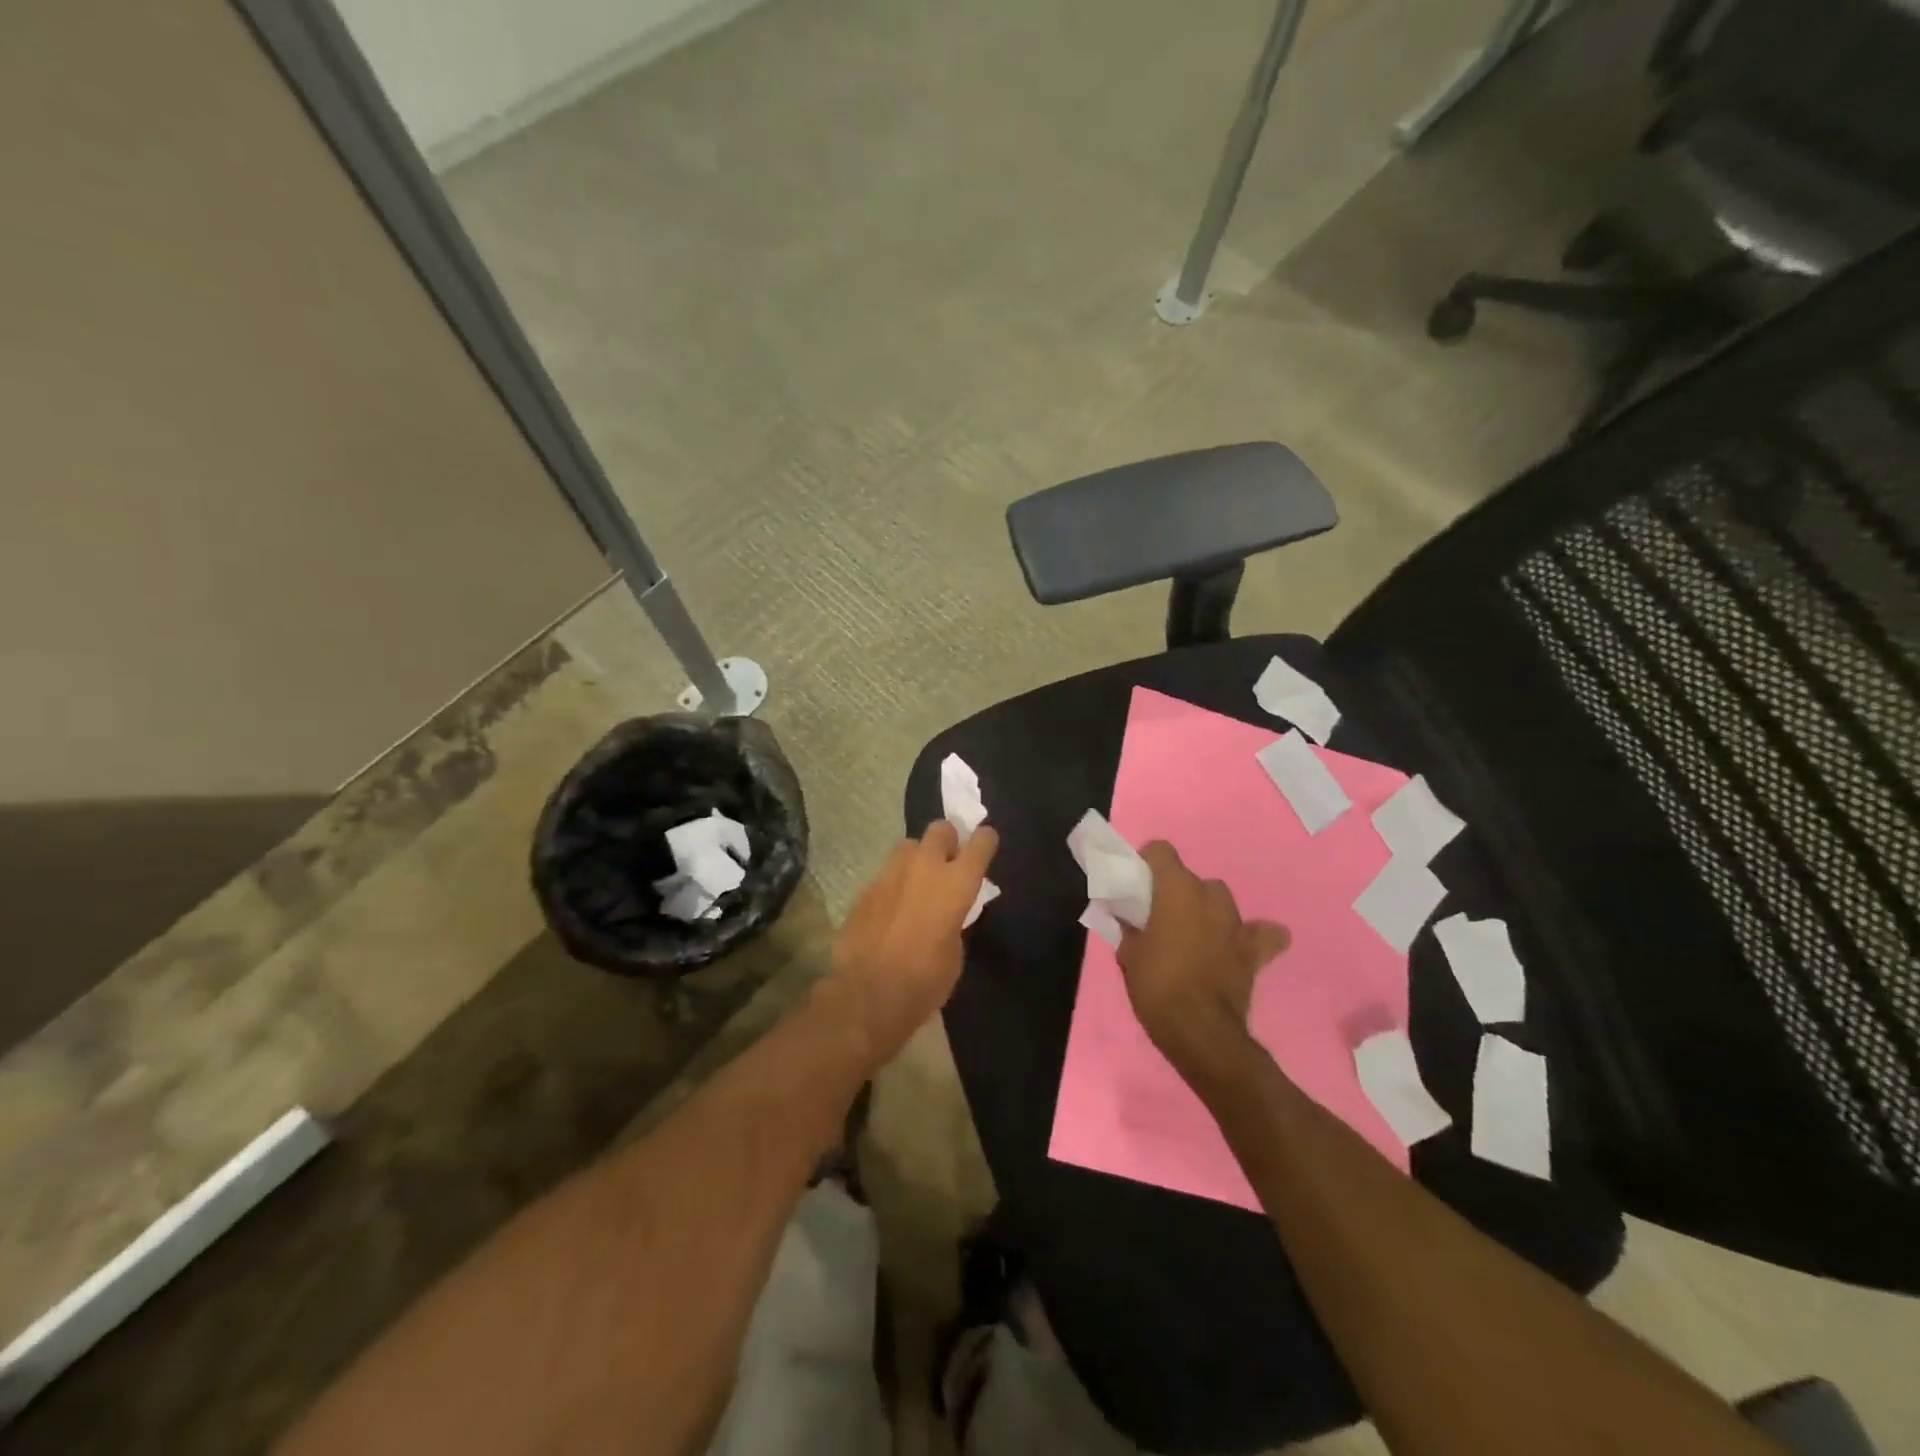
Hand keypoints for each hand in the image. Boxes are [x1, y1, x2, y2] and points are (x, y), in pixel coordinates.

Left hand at [825, 820, 999, 1070]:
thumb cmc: (925, 981)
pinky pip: (886, 874)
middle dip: (947, 840)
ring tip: (917, 883)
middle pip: (940, 829)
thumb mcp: (955, 953)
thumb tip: (949, 913)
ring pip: (908, 846)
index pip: (980, 843)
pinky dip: (893, 885)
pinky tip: (891, 909)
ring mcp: (890, 874)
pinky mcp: (865, 889)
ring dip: (917, 858)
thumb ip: (955, 920)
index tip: (986, 843)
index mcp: (956, 884)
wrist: (867, 995)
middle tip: (948, 861)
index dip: (985, 840)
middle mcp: (924, 868)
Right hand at [1118, 842, 1288, 1079]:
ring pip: (1220, 902)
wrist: (1199, 1032)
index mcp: (1177, 889)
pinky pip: (1260, 934)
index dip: (1147, 864)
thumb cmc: (1157, 985)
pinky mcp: (1254, 951)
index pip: (1161, 851)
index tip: (1135, 885)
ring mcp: (1236, 923)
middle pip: (1191, 879)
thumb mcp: (1128, 953)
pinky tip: (1237, 947)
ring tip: (1192, 935)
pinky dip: (1250, 937)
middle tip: (1159, 918)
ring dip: (1206, 912)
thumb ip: (1129, 926)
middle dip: (1176, 893)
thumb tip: (1128, 917)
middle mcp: (1210, 896)